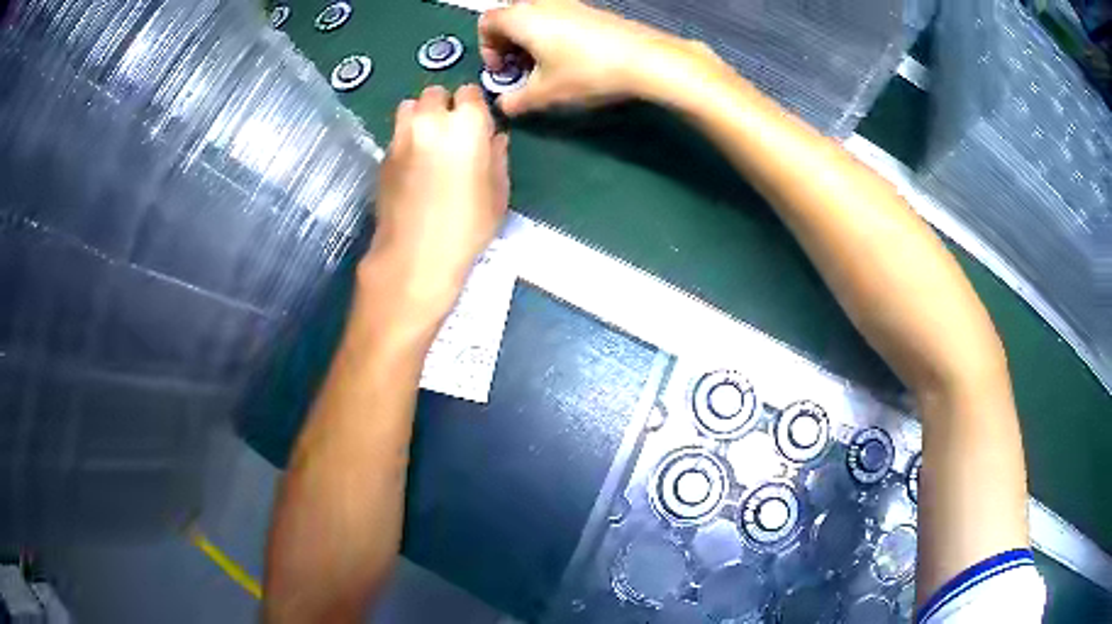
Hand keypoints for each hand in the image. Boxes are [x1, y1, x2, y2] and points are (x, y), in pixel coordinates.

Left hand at [361, 85, 509, 327]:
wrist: (415, 255)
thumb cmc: (467, 226)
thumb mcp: (498, 193)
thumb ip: (497, 157)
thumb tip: (494, 138)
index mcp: (466, 124)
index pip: (469, 92)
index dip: (474, 107)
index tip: (477, 125)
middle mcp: (430, 121)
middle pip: (434, 93)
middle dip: (444, 105)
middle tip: (451, 131)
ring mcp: (401, 137)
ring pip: (408, 107)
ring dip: (420, 115)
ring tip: (428, 140)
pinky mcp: (382, 157)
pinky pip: (396, 134)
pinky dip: (405, 138)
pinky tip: (412, 165)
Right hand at [479, 0, 720, 114]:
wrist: (645, 59)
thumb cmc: (586, 72)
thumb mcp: (544, 94)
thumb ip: (514, 101)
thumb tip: (504, 105)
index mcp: (521, 17)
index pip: (486, 24)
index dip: (487, 49)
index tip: (502, 72)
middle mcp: (541, 2)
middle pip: (510, 18)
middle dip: (508, 44)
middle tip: (521, 70)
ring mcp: (569, 2)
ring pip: (535, 17)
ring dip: (531, 40)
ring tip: (546, 67)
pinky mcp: (591, 9)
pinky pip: (558, 17)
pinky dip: (553, 34)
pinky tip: (570, 58)